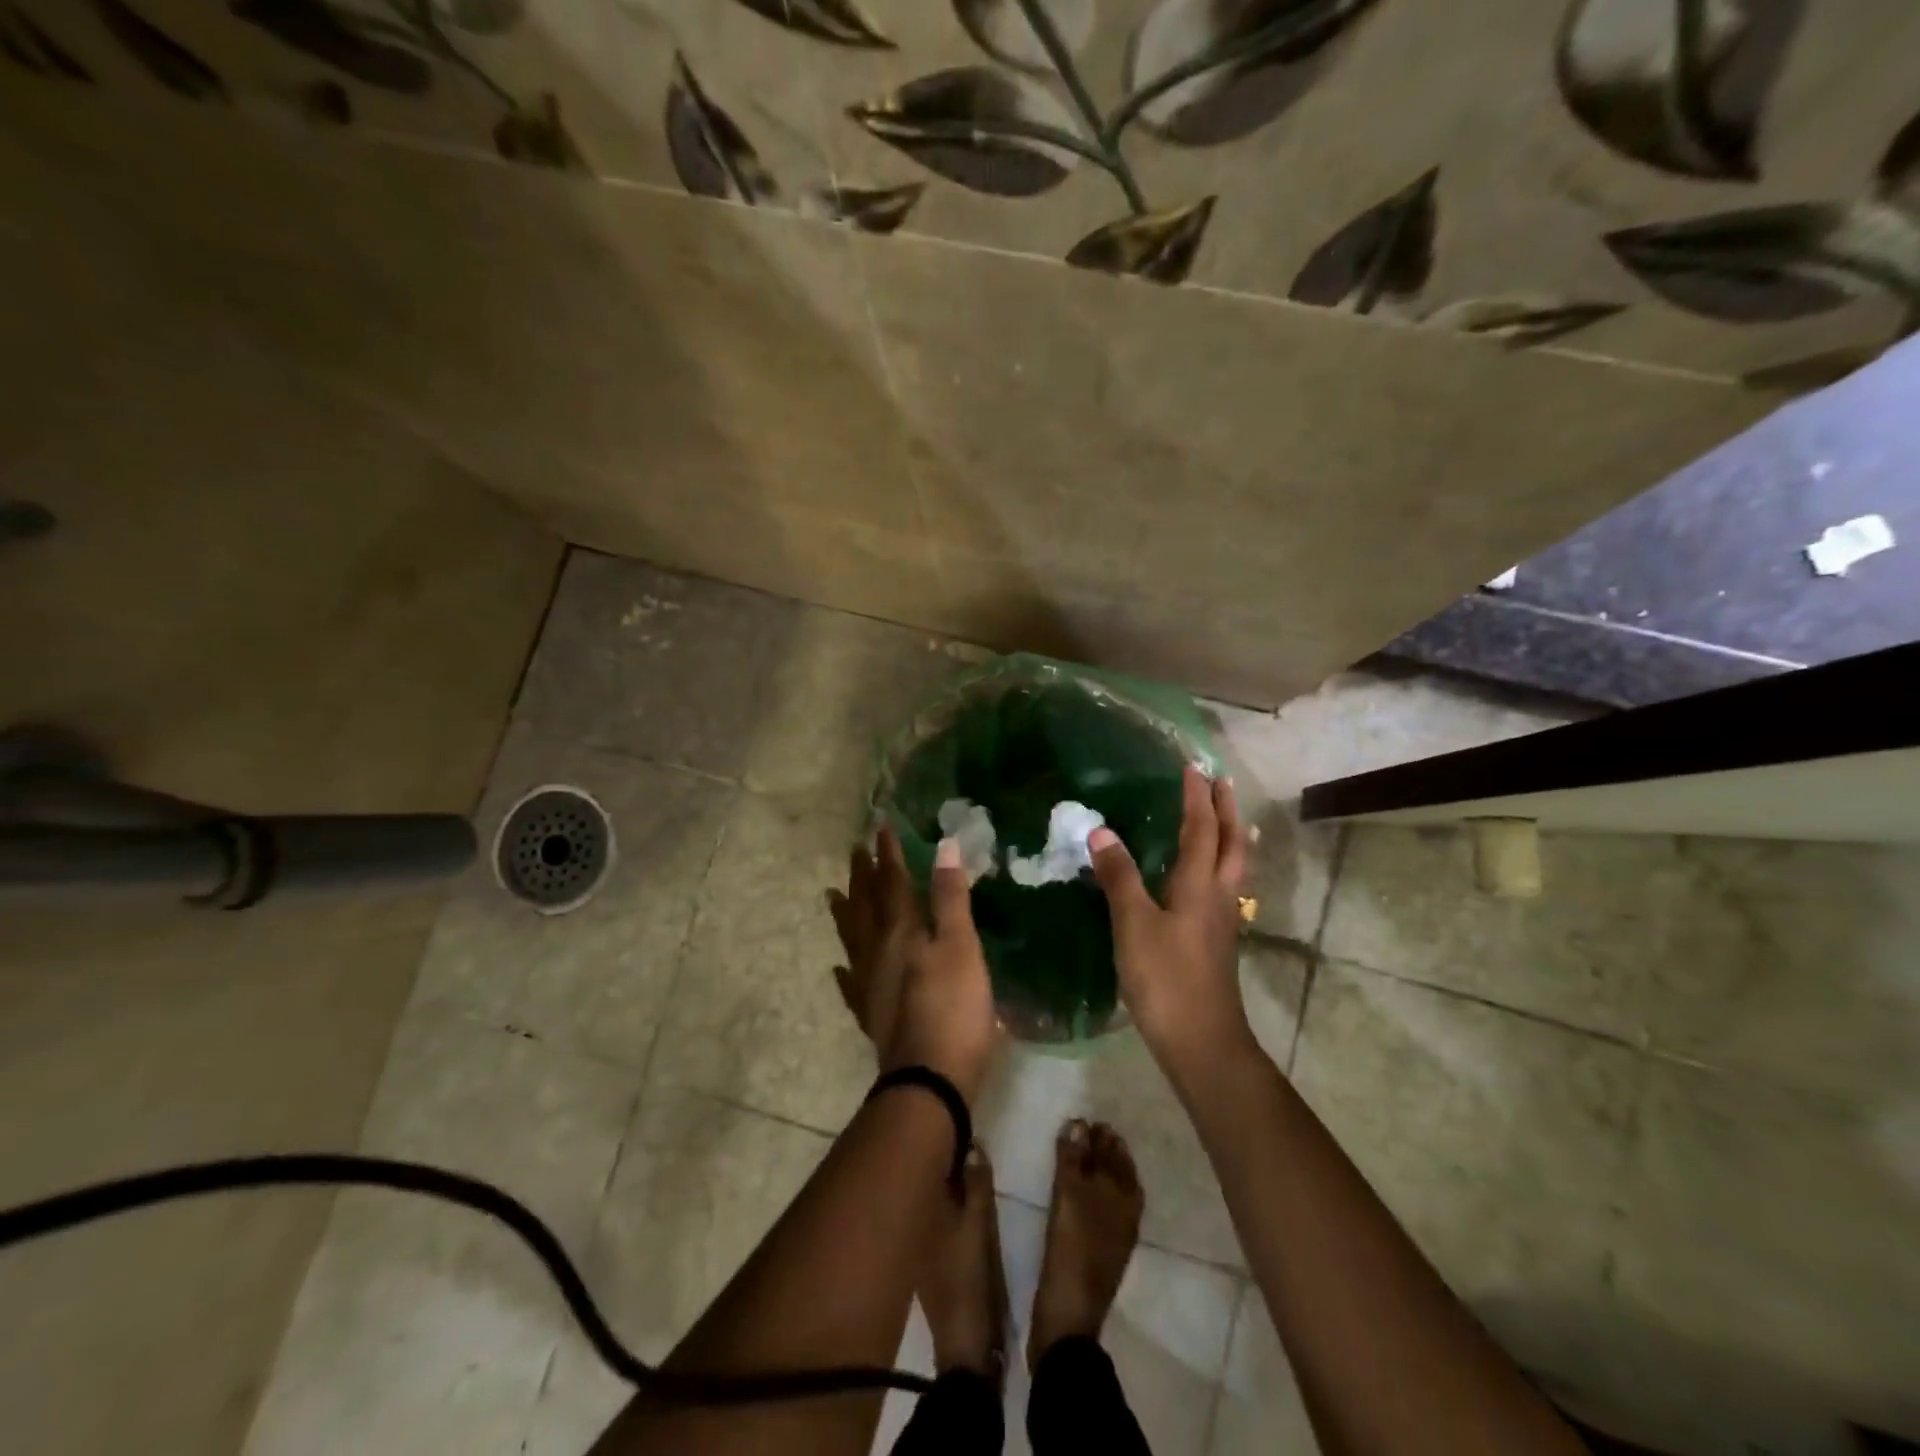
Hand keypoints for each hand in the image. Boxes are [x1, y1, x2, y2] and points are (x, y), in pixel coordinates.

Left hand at [829, 827, 999, 1101]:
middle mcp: (878, 951)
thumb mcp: (960, 946)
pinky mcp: (871, 1015)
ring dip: (845, 913)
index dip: (888, 855)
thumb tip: (943, 846)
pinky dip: (845, 969)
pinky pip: (850, 984)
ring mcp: (870, 985)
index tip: (880, 827)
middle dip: (863, 877)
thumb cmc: (953, 1007)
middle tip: (854, 852)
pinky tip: (839, 967)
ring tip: (832, 895)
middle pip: (866, 906)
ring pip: (852, 939)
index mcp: (901, 931)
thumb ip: (950, 897)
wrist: (928, 1080)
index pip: (892, 882)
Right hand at [1088, 767, 1250, 1080]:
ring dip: (1232, 835)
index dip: (1197, 797)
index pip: (1201, 829)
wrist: (1201, 1040)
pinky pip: (1224, 886)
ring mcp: (1221, 919)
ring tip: (1229, 819)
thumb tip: (1102, 830)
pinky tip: (1208, 876)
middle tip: (1221, 781)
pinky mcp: (1215, 940)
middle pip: (1231, 843)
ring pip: (1234, 866)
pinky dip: (1221, 864)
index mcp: (1199, 884)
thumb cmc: (1165, 977)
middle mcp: (1218, 894)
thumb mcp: (1133, 924)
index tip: (1193, 767)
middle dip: (1227, 809)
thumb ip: (1119, 876)